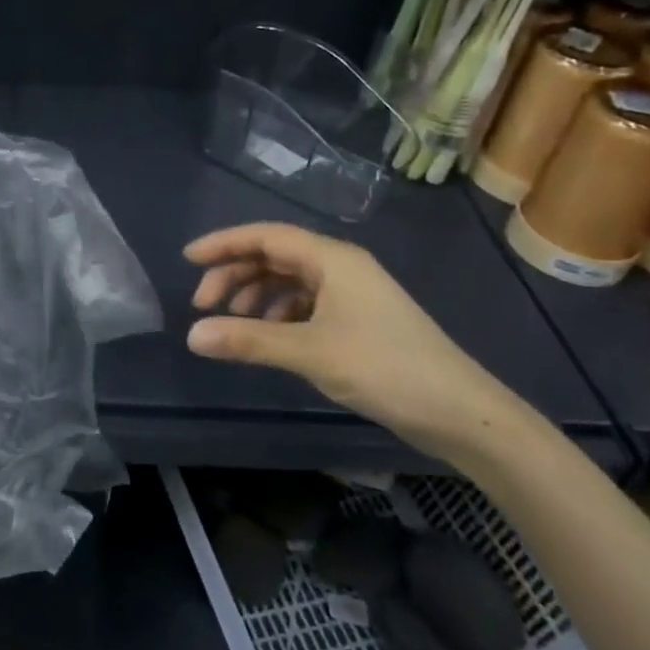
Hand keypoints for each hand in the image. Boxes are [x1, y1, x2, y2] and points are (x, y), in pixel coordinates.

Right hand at [184, 222, 528, 462]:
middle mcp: (341, 266)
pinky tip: (268, 337)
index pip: (265, 236)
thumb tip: (191, 337)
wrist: (462, 413)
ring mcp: (352, 293)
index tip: (187, 259)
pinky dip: (279, 314)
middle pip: (274, 257)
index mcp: (332, 259)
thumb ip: (248, 341)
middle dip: (235, 275)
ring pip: (289, 281)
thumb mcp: (309, 352)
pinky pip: (306, 303)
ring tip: (231, 324)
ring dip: (255, 296)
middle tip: (203, 306)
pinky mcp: (359, 319)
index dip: (223, 244)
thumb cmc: (385, 369)